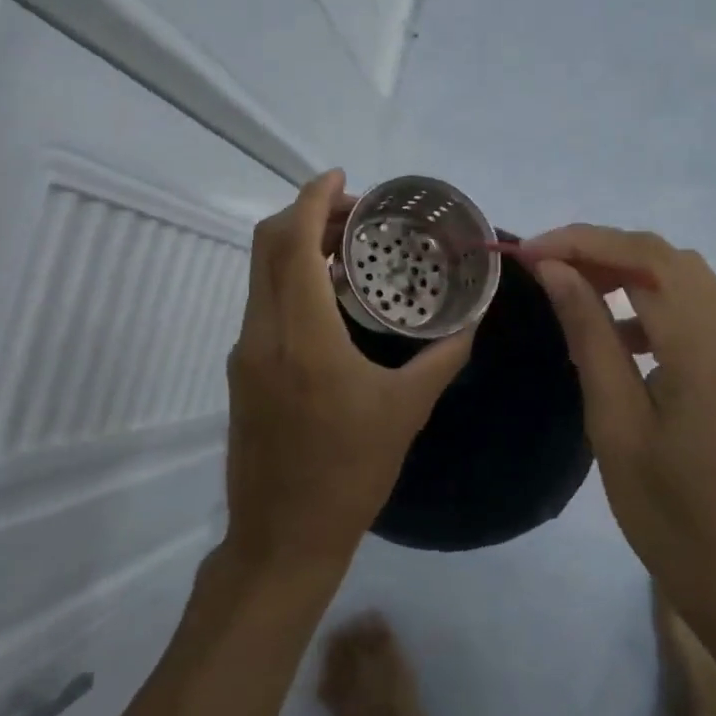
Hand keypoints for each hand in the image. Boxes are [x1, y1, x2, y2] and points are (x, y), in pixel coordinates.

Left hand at [223, 170, 474, 580]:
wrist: (283, 537)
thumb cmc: (350, 474)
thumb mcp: (407, 411)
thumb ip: (444, 356)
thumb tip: (473, 318)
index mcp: (304, 338)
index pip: (293, 244)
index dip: (313, 199)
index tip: (343, 178)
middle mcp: (263, 334)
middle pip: (267, 246)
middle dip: (307, 213)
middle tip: (357, 214)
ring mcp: (246, 352)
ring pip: (261, 274)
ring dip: (297, 246)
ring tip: (350, 249)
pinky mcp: (243, 370)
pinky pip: (264, 303)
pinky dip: (291, 279)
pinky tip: (332, 298)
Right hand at [521, 226, 715, 624]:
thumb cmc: (667, 512)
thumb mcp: (615, 421)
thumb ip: (589, 335)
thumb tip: (556, 271)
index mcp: (711, 350)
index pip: (648, 259)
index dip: (585, 242)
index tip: (532, 252)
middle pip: (670, 261)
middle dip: (605, 252)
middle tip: (547, 268)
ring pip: (687, 283)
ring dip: (630, 276)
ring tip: (574, 294)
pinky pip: (701, 317)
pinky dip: (656, 309)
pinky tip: (621, 340)